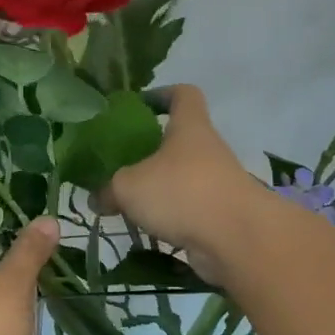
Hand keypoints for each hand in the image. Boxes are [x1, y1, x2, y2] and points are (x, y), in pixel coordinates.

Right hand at [96, 85, 258, 283]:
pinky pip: (187, 210)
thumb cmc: (182, 193)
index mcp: (189, 128)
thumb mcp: (128, 186)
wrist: (237, 239)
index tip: (139, 106)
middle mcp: (207, 150)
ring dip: (157, 188)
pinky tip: (145, 229)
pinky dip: (168, 217)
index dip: (162, 95)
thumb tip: (97, 198)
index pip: (183, 95)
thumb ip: (107, 189)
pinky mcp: (219, 216)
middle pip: (178, 141)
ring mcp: (217, 184)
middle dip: (150, 151)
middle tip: (119, 164)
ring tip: (125, 203)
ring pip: (181, 178)